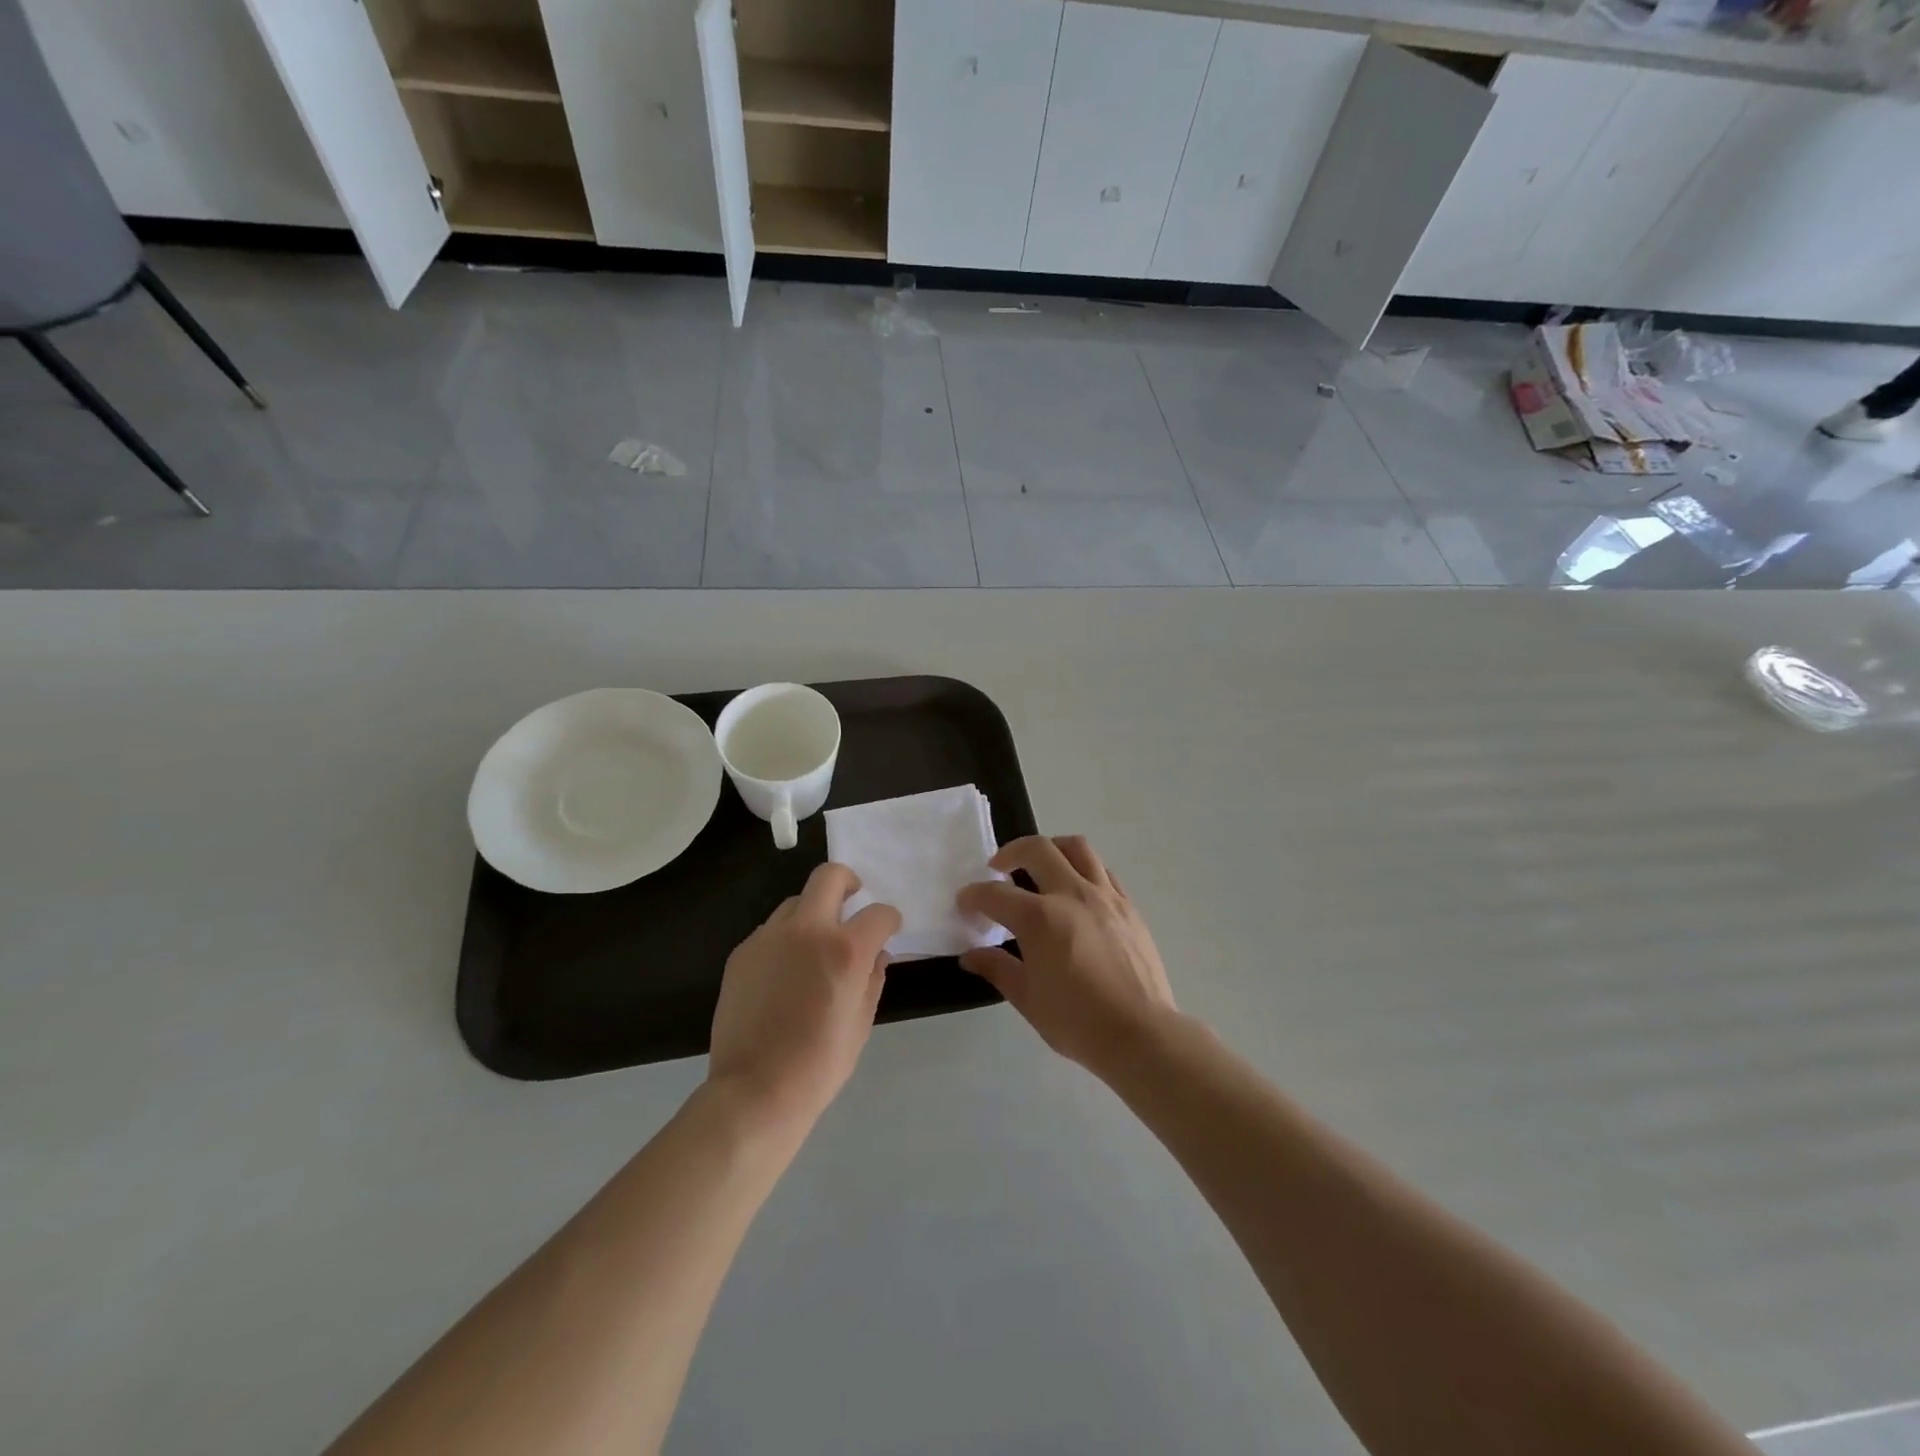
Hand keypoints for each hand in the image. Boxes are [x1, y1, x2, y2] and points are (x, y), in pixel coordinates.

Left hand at [707, 863, 901, 1130]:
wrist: (755, 1090)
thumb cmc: (819, 1064)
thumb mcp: (861, 1022)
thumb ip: (873, 978)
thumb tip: (875, 954)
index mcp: (846, 949)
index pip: (879, 913)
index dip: (889, 920)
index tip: (888, 929)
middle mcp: (808, 930)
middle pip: (830, 877)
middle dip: (848, 883)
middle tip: (852, 903)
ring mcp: (769, 937)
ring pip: (796, 902)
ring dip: (813, 914)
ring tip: (814, 947)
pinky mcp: (742, 952)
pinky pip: (771, 931)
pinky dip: (785, 939)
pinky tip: (784, 974)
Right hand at [957, 836, 1175, 1076]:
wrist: (1141, 1034)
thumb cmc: (1077, 1021)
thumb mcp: (1028, 998)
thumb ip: (998, 969)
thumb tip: (971, 956)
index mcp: (1040, 918)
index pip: (996, 894)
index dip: (973, 895)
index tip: (965, 902)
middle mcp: (1071, 894)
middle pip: (1037, 850)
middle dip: (1010, 852)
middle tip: (998, 867)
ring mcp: (1105, 896)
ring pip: (1076, 848)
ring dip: (1051, 848)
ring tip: (1040, 864)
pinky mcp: (1128, 906)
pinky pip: (1102, 870)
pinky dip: (1082, 868)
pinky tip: (1076, 889)